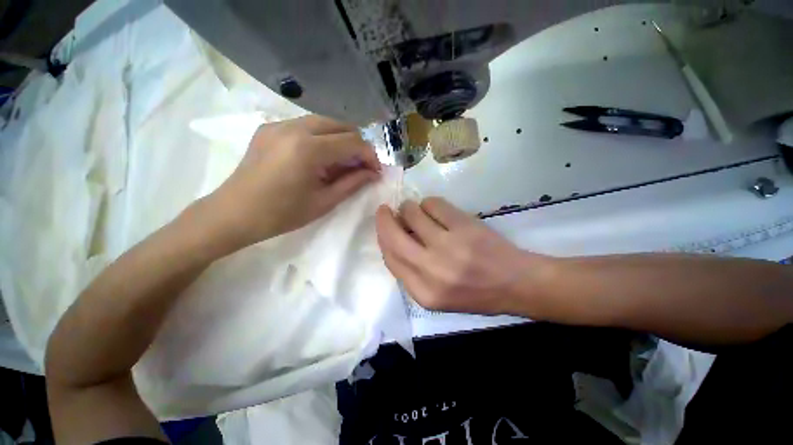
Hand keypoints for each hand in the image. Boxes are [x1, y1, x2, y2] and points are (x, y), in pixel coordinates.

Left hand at [204, 115, 380, 250]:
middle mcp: (294, 127)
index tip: (375, 171)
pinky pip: (306, 125)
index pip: (353, 142)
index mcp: (308, 149)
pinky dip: (323, 138)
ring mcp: (279, 124)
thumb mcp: (324, 201)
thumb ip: (353, 183)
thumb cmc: (282, 214)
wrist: (234, 213)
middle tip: (361, 166)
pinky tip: (320, 157)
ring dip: (341, 139)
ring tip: (342, 163)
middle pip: (341, 124)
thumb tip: (374, 173)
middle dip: (357, 144)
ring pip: (325, 122)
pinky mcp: (270, 127)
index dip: (370, 156)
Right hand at [375, 198, 548, 314]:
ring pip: (412, 214)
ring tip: (418, 211)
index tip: (383, 225)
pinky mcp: (464, 226)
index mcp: (423, 293)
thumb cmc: (475, 292)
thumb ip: (411, 272)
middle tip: (385, 209)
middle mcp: (432, 271)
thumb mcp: (437, 295)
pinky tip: (436, 210)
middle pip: (394, 237)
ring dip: (409, 208)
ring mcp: (449, 246)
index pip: (390, 259)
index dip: (383, 238)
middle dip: (384, 219)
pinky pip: (433, 204)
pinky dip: (429, 203)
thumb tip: (394, 239)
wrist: (516, 283)